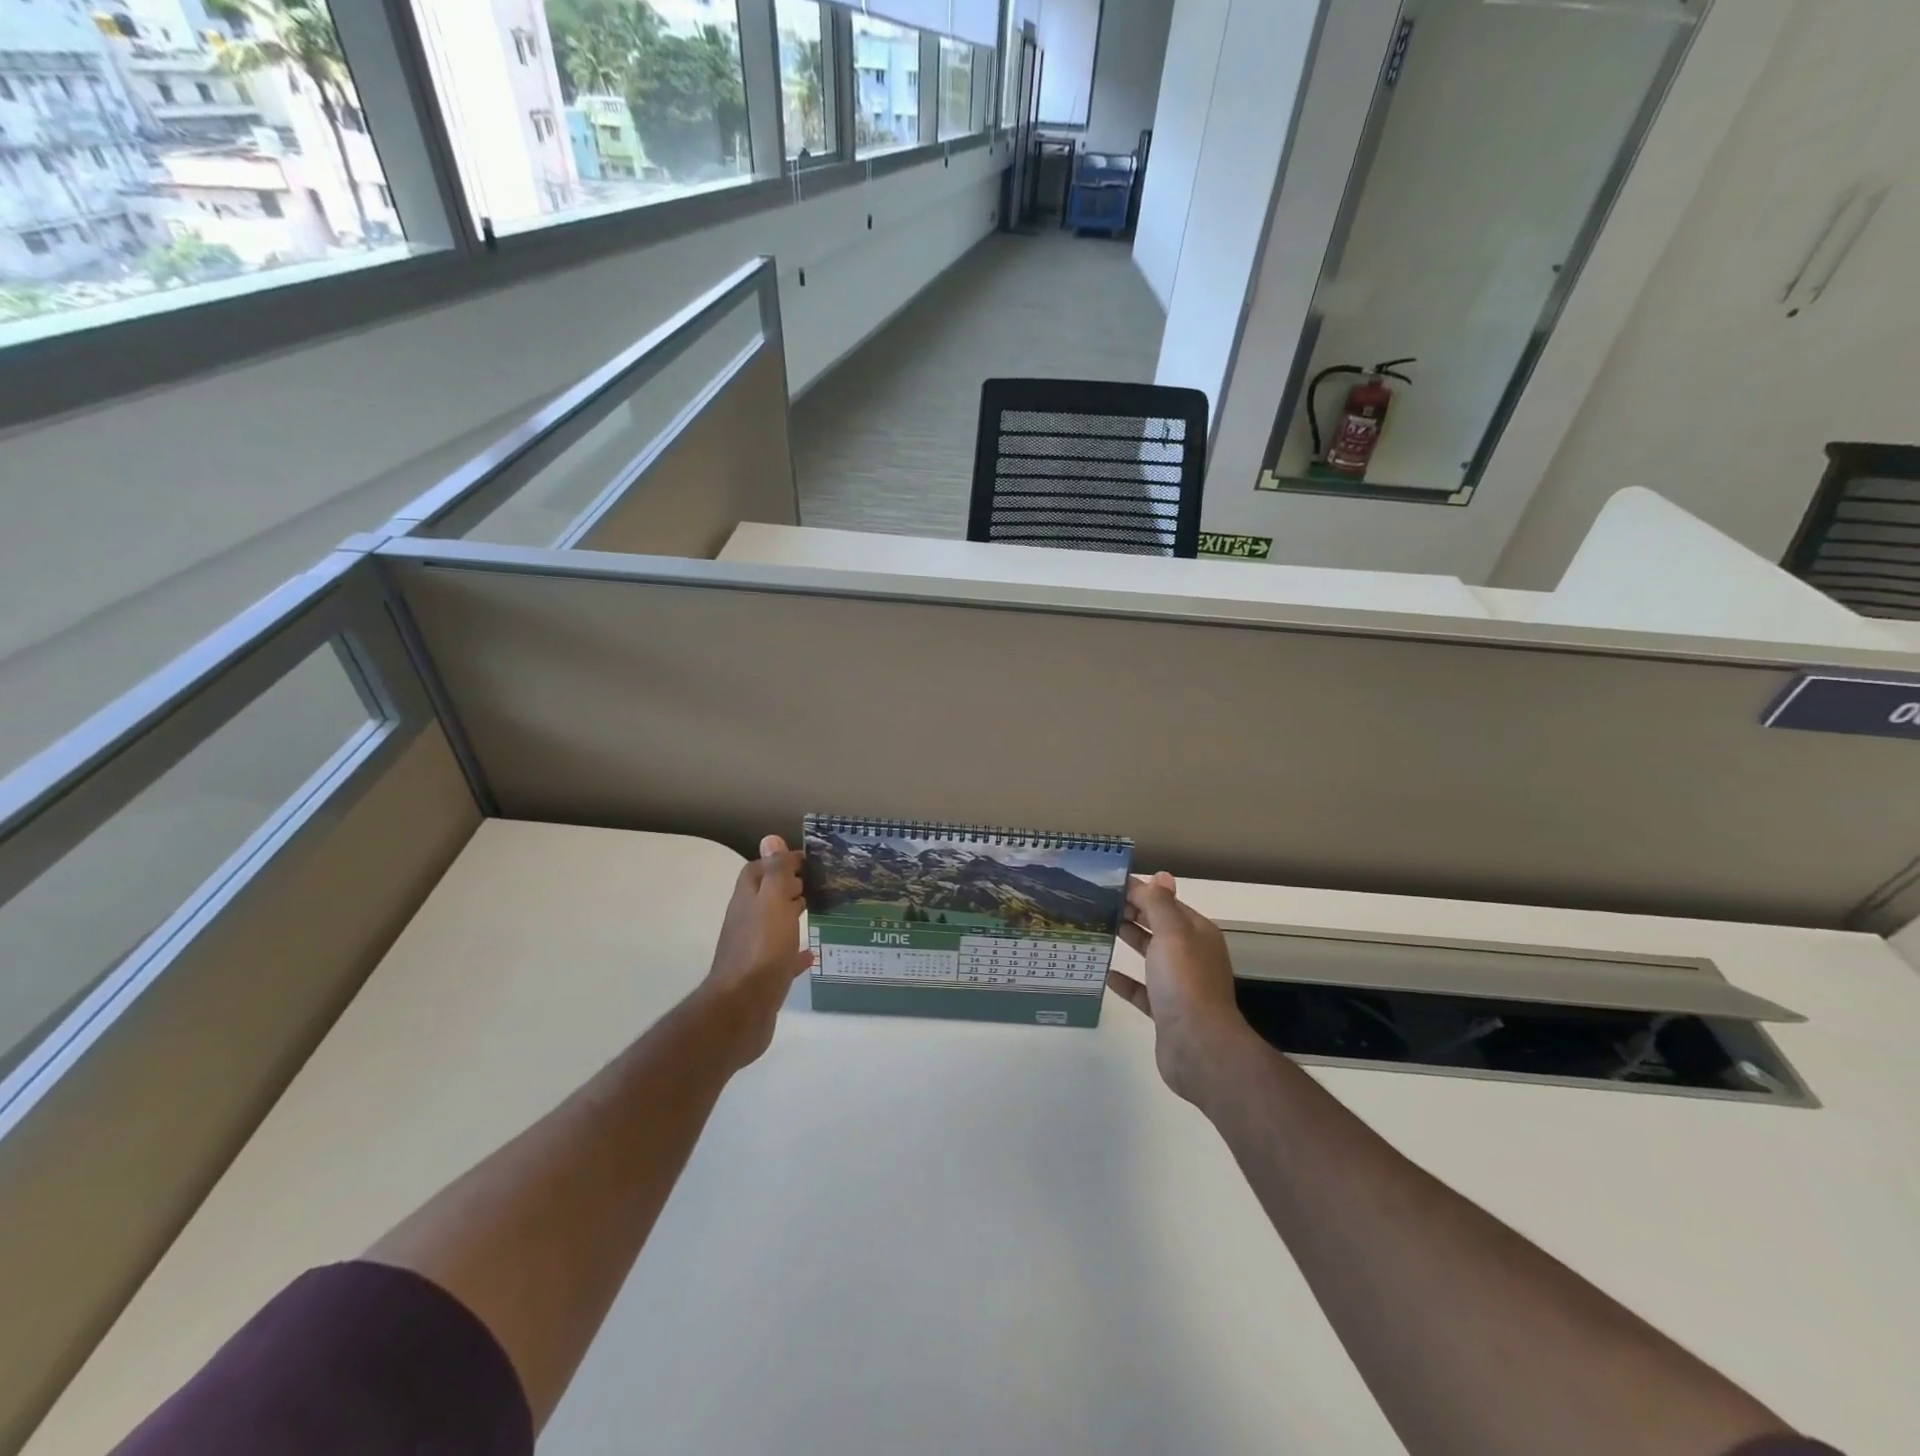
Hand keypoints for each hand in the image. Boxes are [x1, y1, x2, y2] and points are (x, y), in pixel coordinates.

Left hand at [699, 835, 814, 1067]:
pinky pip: (782, 956)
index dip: (778, 861)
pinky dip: (796, 951)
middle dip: (789, 886)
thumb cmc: (761, 949)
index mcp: (747, 901)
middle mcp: (746, 922)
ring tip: (819, 910)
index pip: (758, 870)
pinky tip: (812, 952)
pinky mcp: (763, 976)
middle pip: (766, 896)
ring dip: (792, 914)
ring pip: (774, 924)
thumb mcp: (773, 903)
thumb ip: (775, 872)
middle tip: (819, 883)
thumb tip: (770, 838)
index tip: (808, 860)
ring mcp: (753, 950)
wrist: (743, 1010)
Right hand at [1107, 871, 1251, 1103]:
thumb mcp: (1172, 933)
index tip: (1107, 884)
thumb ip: (1161, 904)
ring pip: (1151, 955)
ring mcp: (1180, 985)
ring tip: (1098, 928)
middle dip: (1131, 913)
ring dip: (1128, 941)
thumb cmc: (1185, 982)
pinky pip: (1142, 990)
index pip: (1166, 903)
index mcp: (1197, 933)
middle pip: (1158, 926)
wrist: (1198, 1047)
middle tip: (1096, 902)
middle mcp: (1191, 955)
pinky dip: (1126, 980)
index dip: (1140, 892)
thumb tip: (1161, 875)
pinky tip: (1105, 973)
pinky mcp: (1166, 1011)